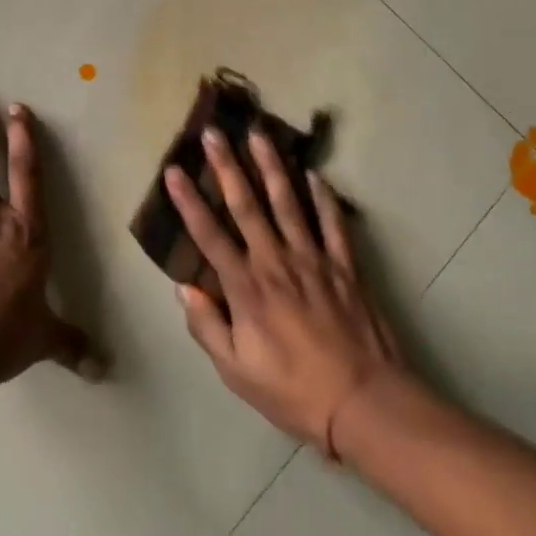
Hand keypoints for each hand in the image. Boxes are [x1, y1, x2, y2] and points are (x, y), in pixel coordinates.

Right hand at [164, 127, 407, 454]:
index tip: (173, 171)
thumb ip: (207, 326)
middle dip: (227, 167)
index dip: (188, 202)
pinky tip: (314, 174)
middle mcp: (276, 262)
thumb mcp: (236, 371)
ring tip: (259, 135)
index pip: (209, 235)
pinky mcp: (344, 266)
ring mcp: (313, 260)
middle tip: (214, 134)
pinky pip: (331, 223)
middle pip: (247, 206)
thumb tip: (185, 288)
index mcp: (246, 288)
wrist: (362, 401)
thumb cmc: (292, 390)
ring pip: (288, 203)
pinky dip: (322, 197)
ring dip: (271, 167)